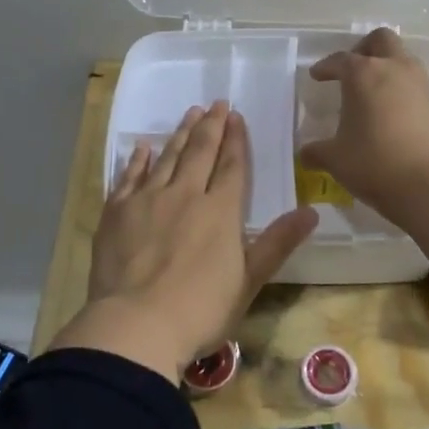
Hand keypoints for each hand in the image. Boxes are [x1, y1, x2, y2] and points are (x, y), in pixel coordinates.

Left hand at [47, 102, 317, 381]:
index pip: (231, 166)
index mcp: (220, 211)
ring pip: (167, 158)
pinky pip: (128, 177)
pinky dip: (137, 160)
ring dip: (180, 134)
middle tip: (215, 103)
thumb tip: (311, 211)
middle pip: (200, 152)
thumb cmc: (200, 310)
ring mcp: (147, 200)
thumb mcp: (249, 281)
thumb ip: (278, 243)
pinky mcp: (116, 212)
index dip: (236, 140)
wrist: (136, 325)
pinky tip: (142, 148)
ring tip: (189, 114)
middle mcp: (184, 195)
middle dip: (210, 126)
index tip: (236, 116)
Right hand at [299, 28, 428, 219]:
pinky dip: (403, 91)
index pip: (340, 59)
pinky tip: (393, 115)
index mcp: (363, 74)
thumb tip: (306, 153)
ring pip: (403, 59)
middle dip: (364, 49)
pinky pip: (417, 85)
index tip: (317, 75)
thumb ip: (317, 151)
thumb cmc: (374, 163)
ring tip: (373, 92)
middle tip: (352, 69)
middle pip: (381, 40)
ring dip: (387, 68)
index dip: (326, 66)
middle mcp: (394, 69)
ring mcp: (421, 85)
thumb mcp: (335, 159)